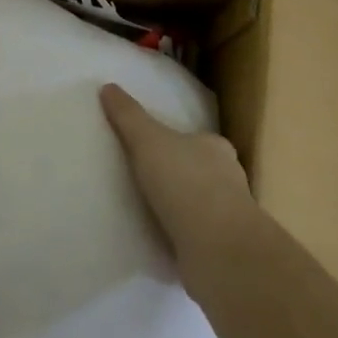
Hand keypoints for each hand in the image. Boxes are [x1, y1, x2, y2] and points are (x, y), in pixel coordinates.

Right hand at [99, 83, 258, 265]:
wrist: (218, 249)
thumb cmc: (185, 183)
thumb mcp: (148, 140)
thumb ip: (128, 116)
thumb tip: (107, 86)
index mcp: (215, 147)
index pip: (197, 140)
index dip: (178, 142)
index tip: (156, 149)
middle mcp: (228, 179)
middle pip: (202, 172)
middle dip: (180, 177)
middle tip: (149, 181)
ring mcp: (230, 218)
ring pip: (202, 207)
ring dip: (182, 211)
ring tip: (151, 214)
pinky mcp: (224, 251)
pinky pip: (198, 238)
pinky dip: (183, 239)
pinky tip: (163, 243)